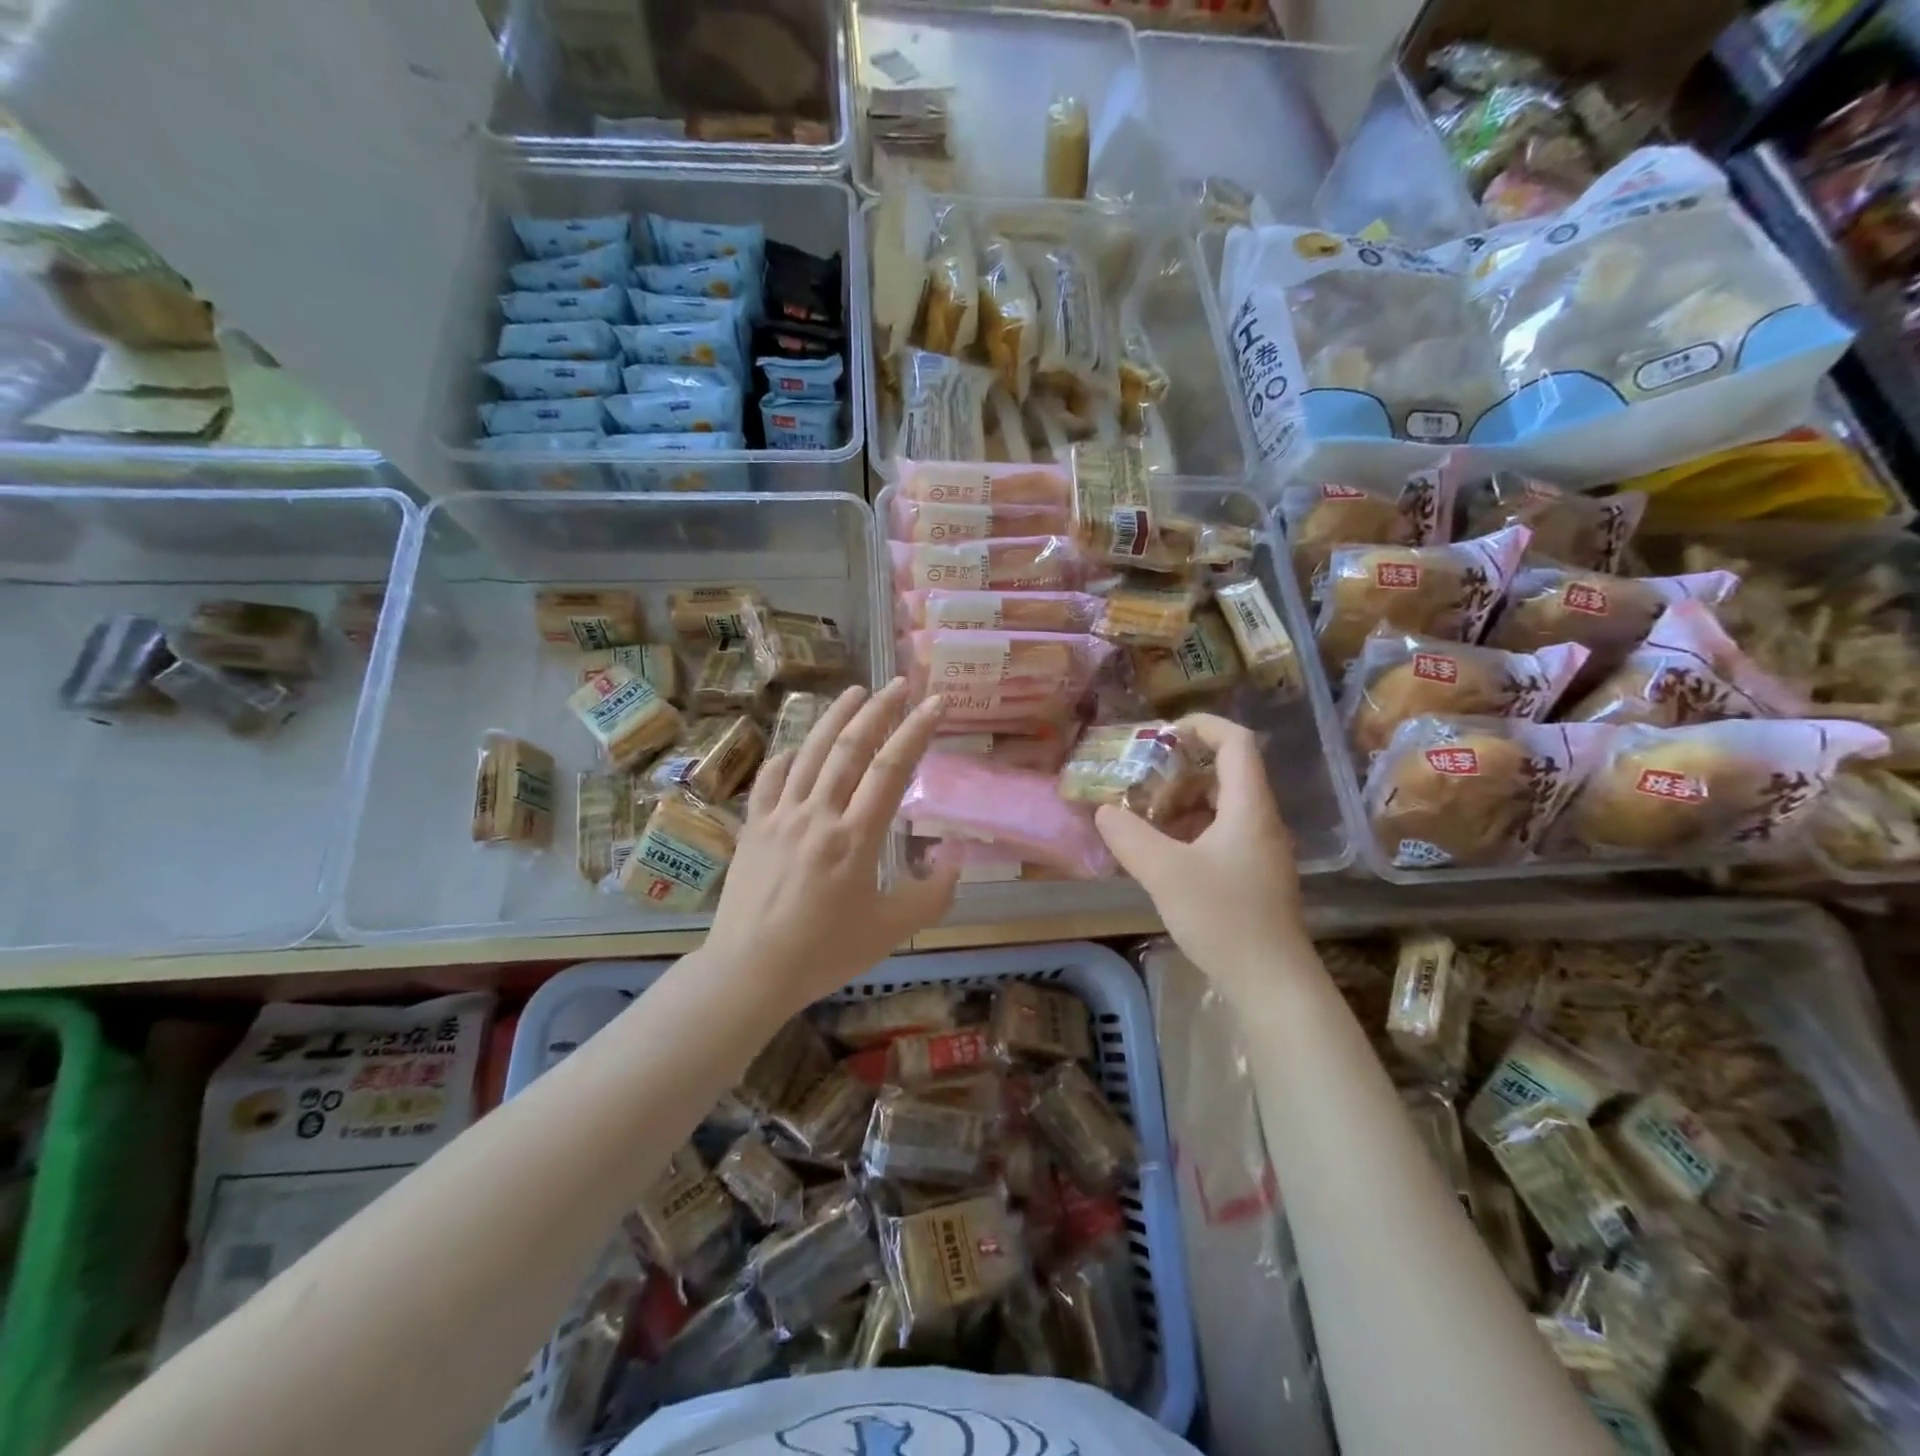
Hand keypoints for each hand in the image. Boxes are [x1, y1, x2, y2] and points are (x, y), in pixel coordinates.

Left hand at [702, 679, 959, 1015]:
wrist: (749, 971)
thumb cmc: (824, 953)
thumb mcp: (890, 932)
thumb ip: (930, 897)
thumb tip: (954, 863)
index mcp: (855, 838)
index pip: (891, 769)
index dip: (916, 731)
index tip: (935, 702)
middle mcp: (818, 815)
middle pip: (850, 748)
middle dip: (878, 710)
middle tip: (899, 684)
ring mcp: (780, 817)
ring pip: (809, 753)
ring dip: (834, 718)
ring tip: (854, 691)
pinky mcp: (753, 827)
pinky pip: (770, 779)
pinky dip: (787, 756)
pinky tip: (797, 747)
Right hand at [1094, 714, 1310, 1001]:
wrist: (1272, 982)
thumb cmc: (1223, 917)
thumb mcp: (1165, 873)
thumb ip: (1129, 837)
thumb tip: (1104, 811)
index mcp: (1249, 807)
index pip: (1236, 742)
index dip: (1202, 726)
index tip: (1161, 733)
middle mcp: (1260, 820)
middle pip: (1225, 773)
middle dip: (1180, 770)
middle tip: (1141, 781)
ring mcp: (1260, 850)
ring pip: (1221, 806)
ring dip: (1181, 803)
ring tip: (1143, 819)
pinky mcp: (1254, 875)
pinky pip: (1220, 834)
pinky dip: (1189, 831)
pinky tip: (1161, 854)